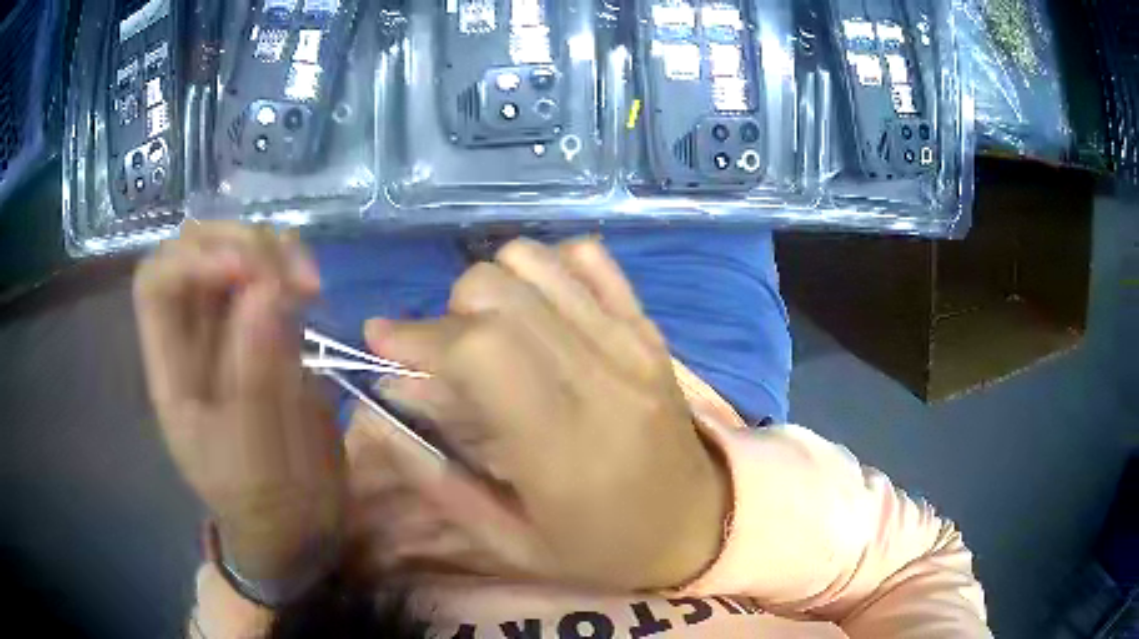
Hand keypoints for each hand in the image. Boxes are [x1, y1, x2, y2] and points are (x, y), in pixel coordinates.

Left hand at [134, 223, 341, 579]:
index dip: (196, 259)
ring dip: (269, 249)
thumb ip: (257, 375)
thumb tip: (267, 290)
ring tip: (308, 283)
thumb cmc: (268, 505)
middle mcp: (192, 340)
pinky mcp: (263, 334)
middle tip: (290, 274)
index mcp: (172, 372)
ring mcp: (228, 333)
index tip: (252, 273)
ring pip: (232, 253)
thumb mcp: (259, 456)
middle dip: (239, 243)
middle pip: (193, 250)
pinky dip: (288, 266)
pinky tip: (311, 289)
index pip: (157, 283)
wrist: (294, 527)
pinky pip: (266, 277)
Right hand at [354, 237, 728, 590]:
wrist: (699, 525)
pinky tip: (541, 310)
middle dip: (448, 314)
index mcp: (561, 444)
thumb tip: (379, 416)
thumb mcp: (513, 544)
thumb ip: (438, 482)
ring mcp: (632, 342)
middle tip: (443, 358)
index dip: (417, 333)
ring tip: (490, 334)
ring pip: (536, 261)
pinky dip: (548, 268)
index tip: (381, 340)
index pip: (477, 348)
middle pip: (498, 290)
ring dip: (493, 287)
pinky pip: (589, 258)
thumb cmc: (604, 549)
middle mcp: (599, 376)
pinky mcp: (649, 328)